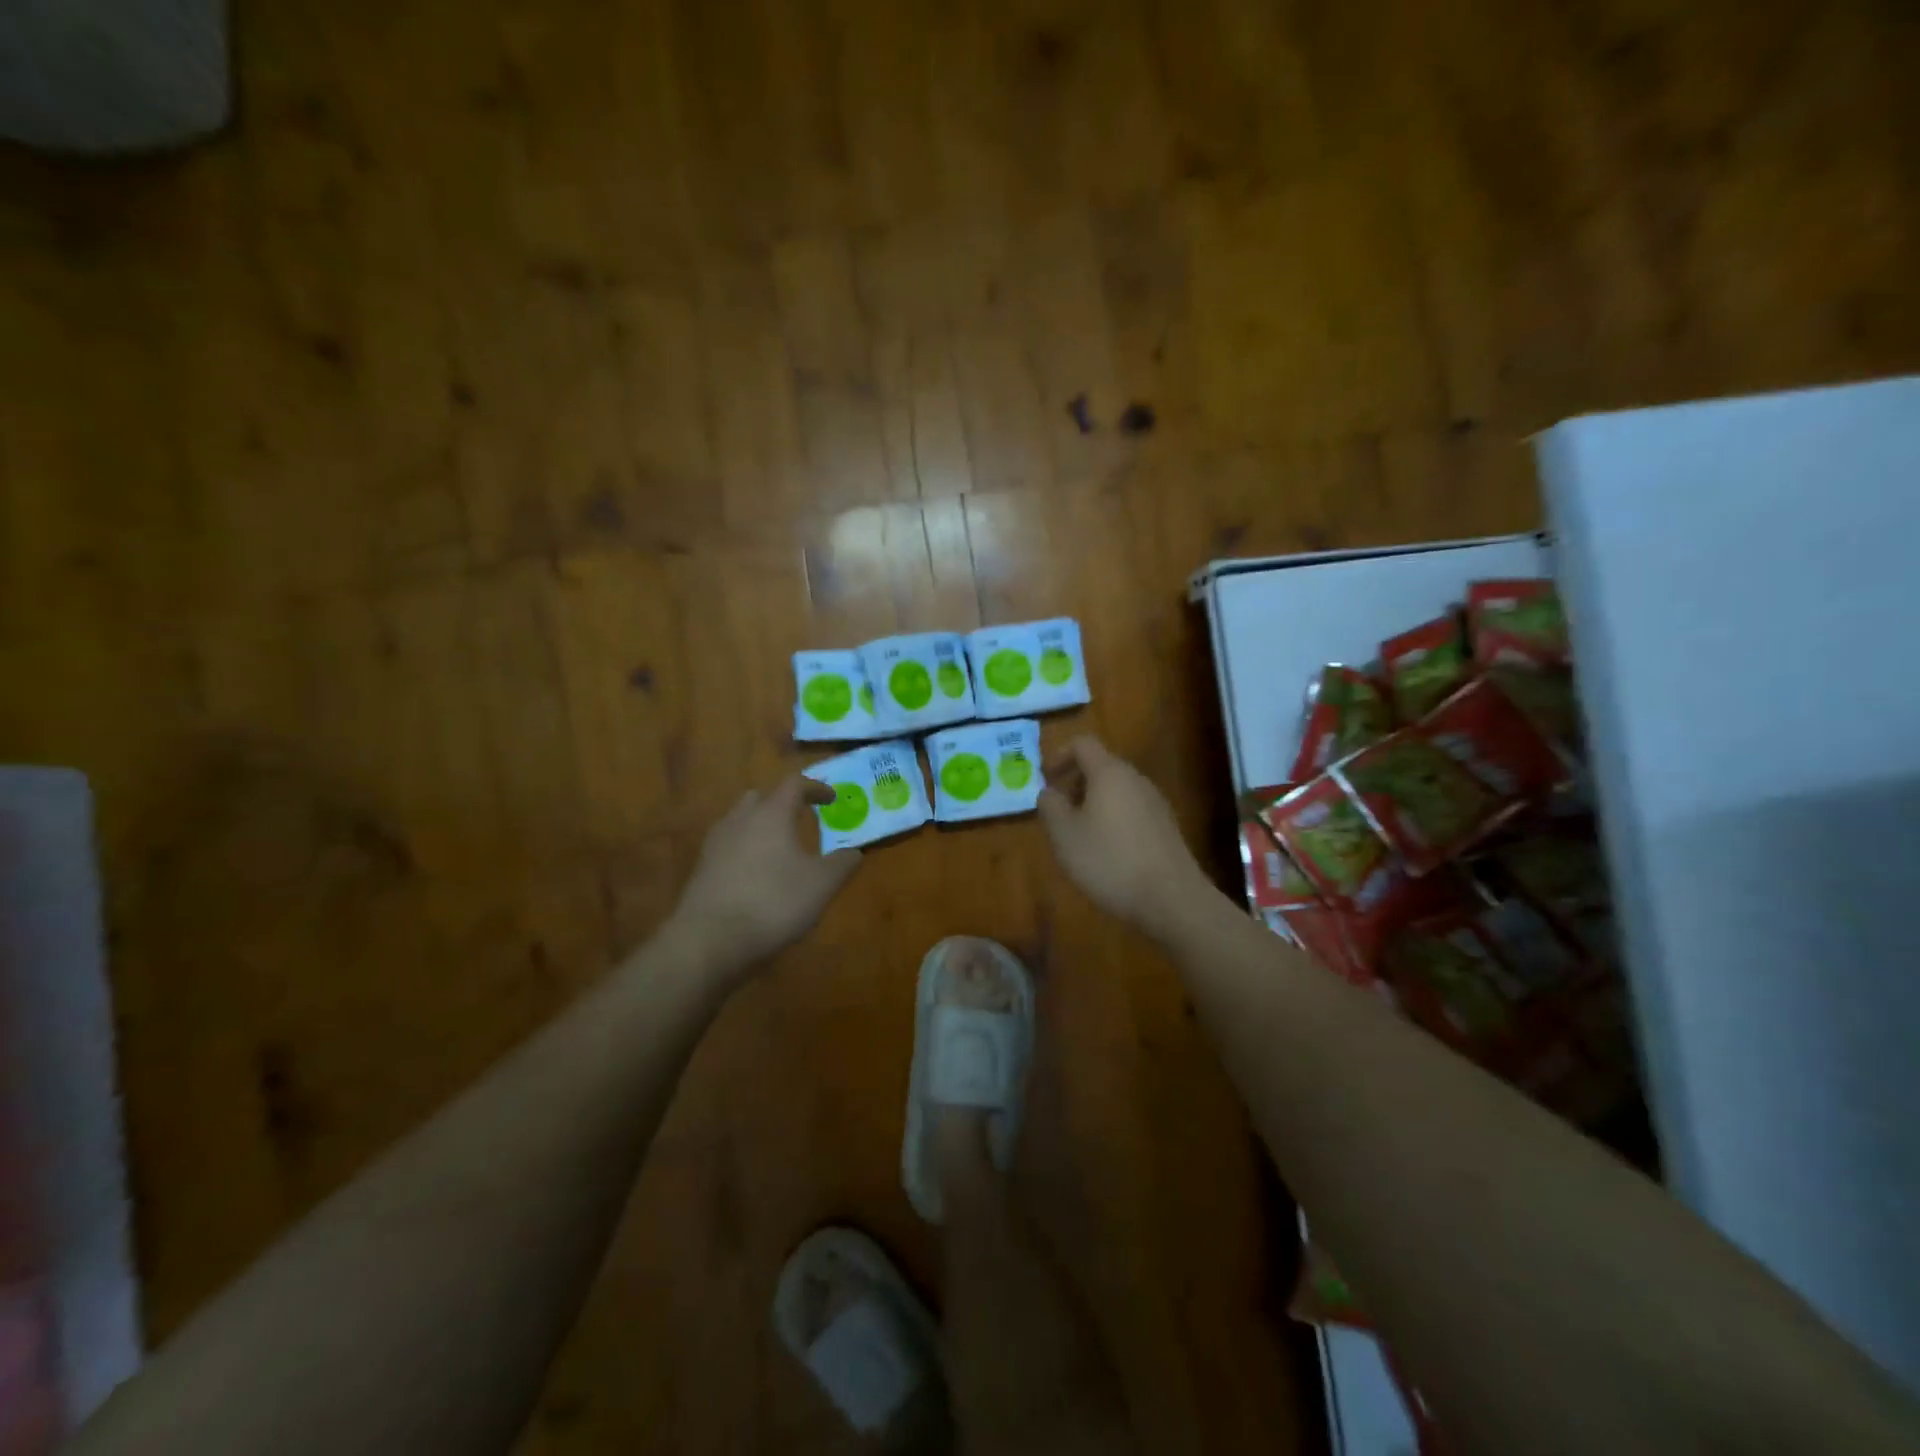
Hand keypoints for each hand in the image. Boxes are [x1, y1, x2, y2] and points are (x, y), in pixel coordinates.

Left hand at [667, 776, 862, 977]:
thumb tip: (855, 852)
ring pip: (740, 821)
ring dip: (761, 826)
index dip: (816, 787)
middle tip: (800, 818)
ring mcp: (715, 844)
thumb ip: (842, 864)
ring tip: (779, 848)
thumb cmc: (773, 902)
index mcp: (771, 814)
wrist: (709, 941)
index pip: (794, 784)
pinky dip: (745, 850)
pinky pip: (728, 847)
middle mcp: (740, 820)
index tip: (832, 799)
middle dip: (782, 803)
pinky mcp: (701, 870)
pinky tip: (756, 874)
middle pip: (761, 797)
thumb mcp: (821, 885)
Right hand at [1038, 735, 1212, 937]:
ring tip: (1079, 835)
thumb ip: (1050, 806)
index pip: (1083, 744)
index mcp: (1110, 773)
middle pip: (1101, 766)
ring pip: (1117, 790)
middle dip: (1075, 783)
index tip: (1045, 780)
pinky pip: (1132, 811)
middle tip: (1058, 811)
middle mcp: (1136, 780)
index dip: (1059, 755)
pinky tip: (1107, 853)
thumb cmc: (1109, 861)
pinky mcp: (1166, 828)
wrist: (1171, 899)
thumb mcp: (1064, 835)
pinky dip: (1113, 819)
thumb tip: (1049, 792)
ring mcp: (1156, 803)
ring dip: (1093, 803)